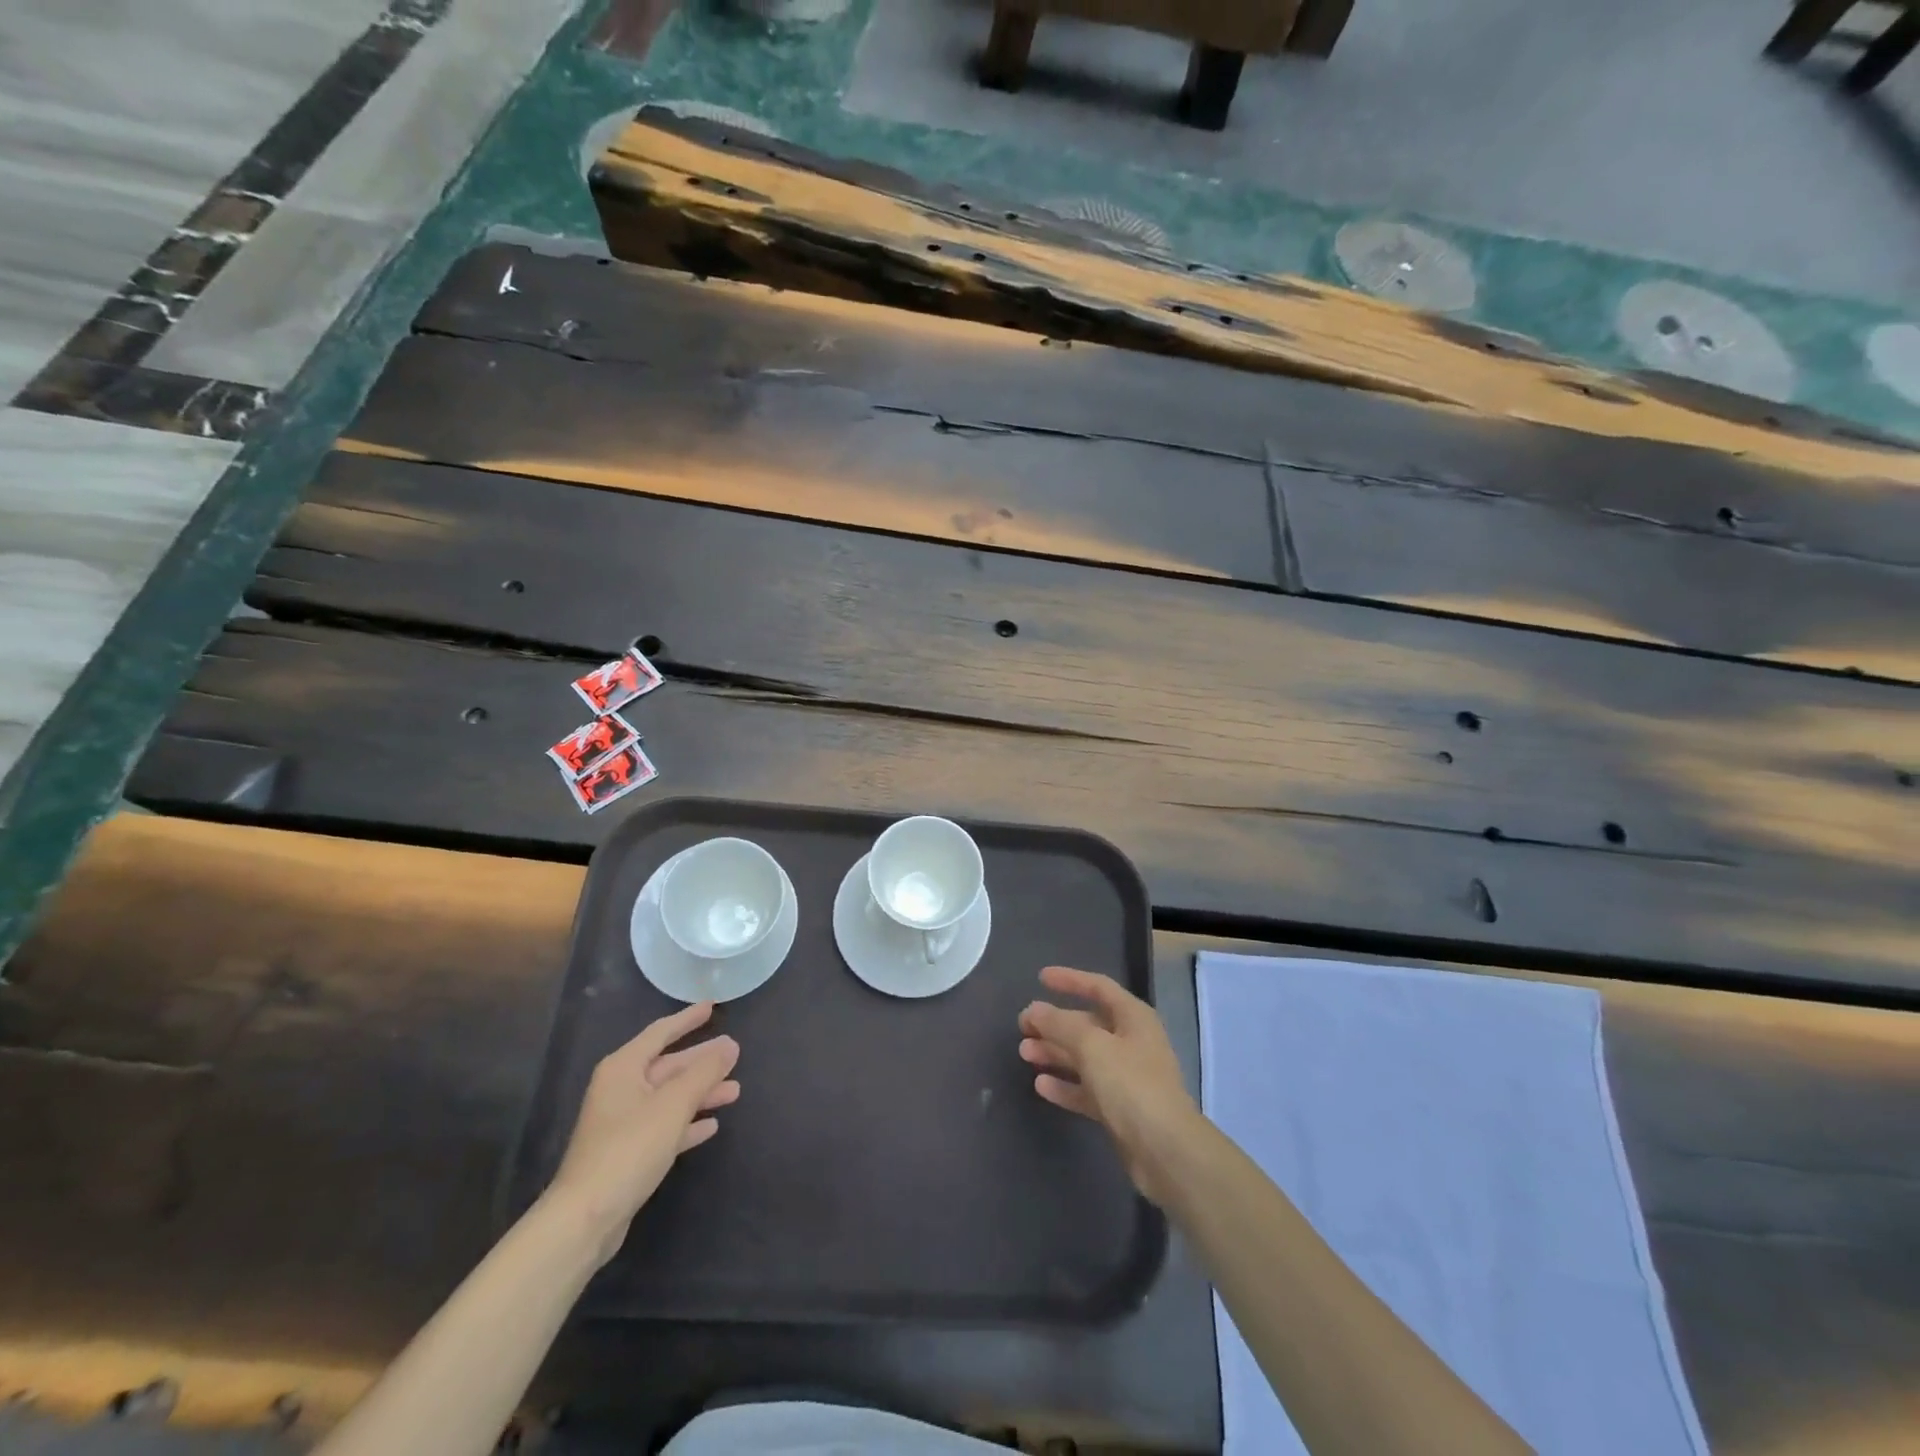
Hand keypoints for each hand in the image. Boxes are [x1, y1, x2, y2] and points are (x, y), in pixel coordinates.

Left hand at [546, 1002, 739, 1264]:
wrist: (585, 1219)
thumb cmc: (629, 1148)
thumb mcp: (673, 1105)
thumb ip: (704, 1072)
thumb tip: (730, 1045)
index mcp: (623, 1068)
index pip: (660, 1033)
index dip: (687, 1019)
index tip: (713, 1007)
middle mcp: (620, 1090)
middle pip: (668, 1066)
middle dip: (702, 1061)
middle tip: (735, 1053)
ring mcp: (622, 1123)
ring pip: (669, 1097)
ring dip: (701, 1094)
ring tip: (734, 1091)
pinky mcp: (627, 1153)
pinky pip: (664, 1126)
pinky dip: (686, 1123)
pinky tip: (710, 1126)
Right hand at [1019, 965, 1201, 1206]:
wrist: (1165, 1151)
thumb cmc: (1131, 1085)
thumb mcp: (1092, 1046)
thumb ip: (1060, 1025)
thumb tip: (1034, 1010)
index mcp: (1133, 1018)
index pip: (1099, 987)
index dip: (1070, 980)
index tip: (1040, 978)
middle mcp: (1131, 1042)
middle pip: (1087, 1025)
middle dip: (1055, 1024)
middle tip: (1022, 1026)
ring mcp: (1126, 1078)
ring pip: (1084, 1058)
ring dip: (1055, 1053)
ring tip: (1024, 1053)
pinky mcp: (1120, 1109)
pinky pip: (1087, 1089)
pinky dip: (1065, 1085)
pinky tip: (1041, 1085)